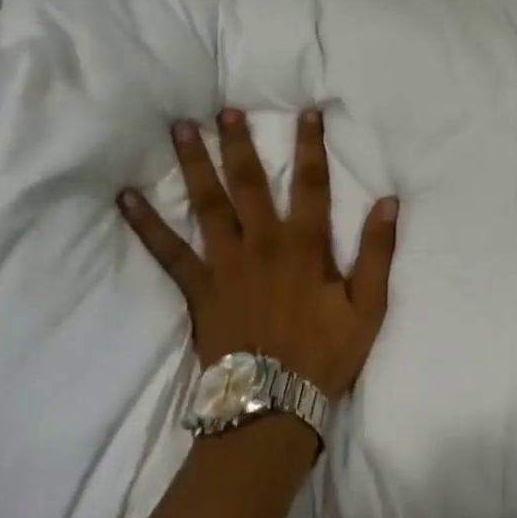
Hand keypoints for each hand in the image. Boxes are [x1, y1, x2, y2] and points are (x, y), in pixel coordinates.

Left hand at [117, 108, 399, 401]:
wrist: (271, 407)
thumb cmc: (325, 355)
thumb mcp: (368, 307)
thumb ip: (377, 252)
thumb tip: (389, 201)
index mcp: (304, 246)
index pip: (311, 183)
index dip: (310, 145)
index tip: (306, 111)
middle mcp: (261, 244)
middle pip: (249, 183)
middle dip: (239, 143)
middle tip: (224, 109)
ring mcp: (225, 264)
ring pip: (207, 204)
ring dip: (195, 164)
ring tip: (181, 130)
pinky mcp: (198, 288)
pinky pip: (168, 252)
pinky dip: (147, 225)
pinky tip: (127, 198)